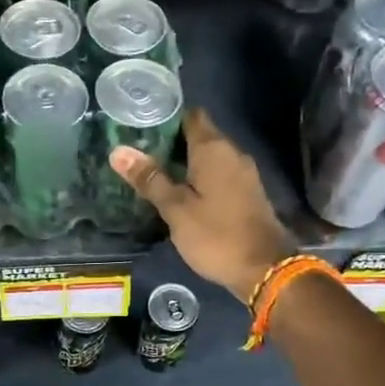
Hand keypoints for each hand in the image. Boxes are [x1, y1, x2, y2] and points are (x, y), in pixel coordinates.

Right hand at [109, 108, 294, 304]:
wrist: (266, 269)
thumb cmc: (216, 235)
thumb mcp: (176, 209)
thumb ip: (150, 179)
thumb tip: (118, 151)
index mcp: (214, 149)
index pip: (191, 115)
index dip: (167, 117)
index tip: (141, 124)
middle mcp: (232, 153)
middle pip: (199, 135)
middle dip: (171, 141)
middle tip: (138, 151)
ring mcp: (243, 174)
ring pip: (209, 157)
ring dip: (184, 161)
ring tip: (153, 171)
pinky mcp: (247, 193)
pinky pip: (219, 174)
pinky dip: (199, 177)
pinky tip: (179, 192)